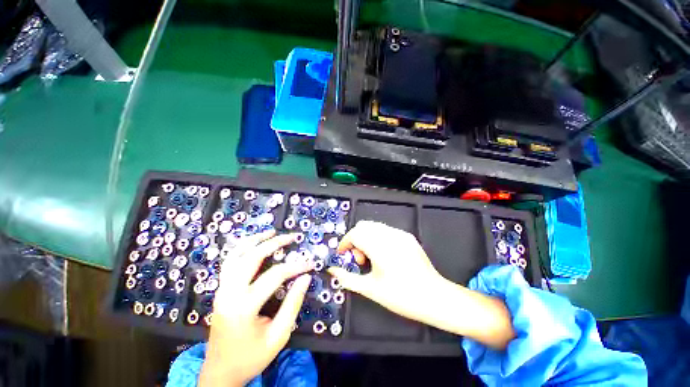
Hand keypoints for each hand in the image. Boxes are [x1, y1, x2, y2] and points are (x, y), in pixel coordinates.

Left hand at [199, 230, 312, 386]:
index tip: (310, 263)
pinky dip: (241, 248)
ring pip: (236, 255)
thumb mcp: (279, 336)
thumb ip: (293, 304)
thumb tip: (305, 278)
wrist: (220, 372)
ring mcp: (221, 290)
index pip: (275, 276)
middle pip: (253, 258)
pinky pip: (229, 263)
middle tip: (291, 236)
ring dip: (254, 240)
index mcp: (244, 307)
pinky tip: (252, 244)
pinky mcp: (220, 290)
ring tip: (270, 232)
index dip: (296, 267)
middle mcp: (229, 293)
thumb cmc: (251, 357)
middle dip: (274, 243)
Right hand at [328, 221, 514, 349]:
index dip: (345, 242)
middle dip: (355, 239)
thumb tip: (333, 270)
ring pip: (374, 226)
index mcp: (380, 247)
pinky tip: (383, 255)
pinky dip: (378, 238)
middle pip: (363, 226)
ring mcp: (400, 235)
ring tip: (371, 258)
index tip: (343, 253)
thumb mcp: (370, 289)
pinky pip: (386, 230)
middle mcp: (390, 236)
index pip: (355, 234)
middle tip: (359, 258)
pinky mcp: (408, 237)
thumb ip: (347, 278)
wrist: (435, 297)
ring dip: (366, 238)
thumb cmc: (402, 296)